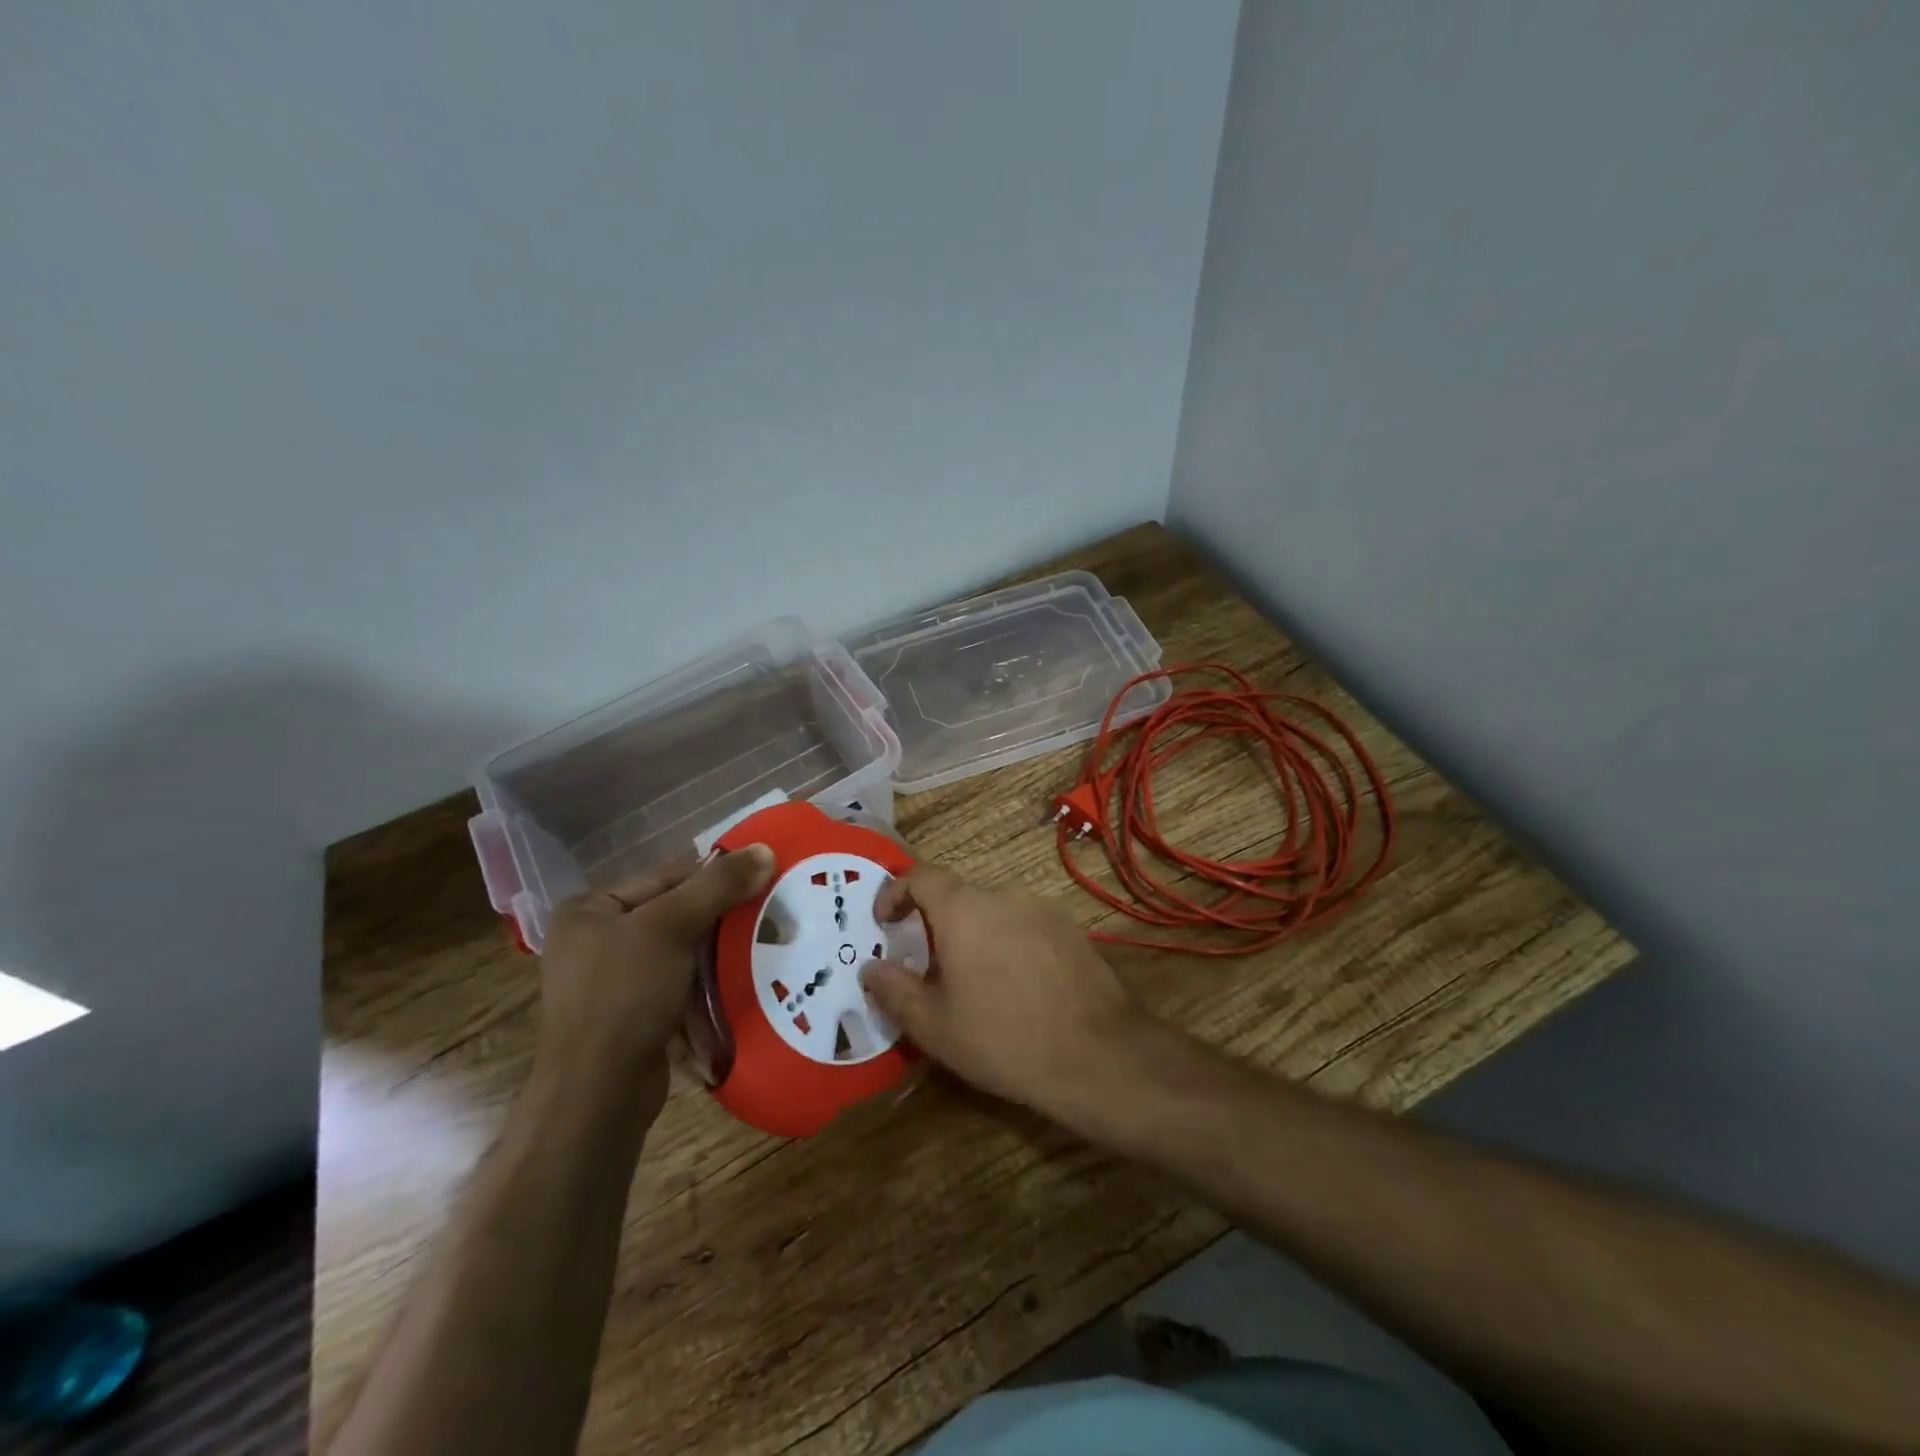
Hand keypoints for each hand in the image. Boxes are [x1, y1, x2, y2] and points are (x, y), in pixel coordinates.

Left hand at [538, 845, 774, 1113]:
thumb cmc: (625, 995)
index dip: (715, 876)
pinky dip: (707, 983)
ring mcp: (612, 981)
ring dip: (719, 952)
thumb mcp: (672, 927)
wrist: (599, 1094)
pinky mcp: (631, 1015)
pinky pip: (678, 984)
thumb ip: (718, 886)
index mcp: (590, 910)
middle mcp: (594, 940)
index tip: (762, 878)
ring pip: (681, 951)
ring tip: (764, 944)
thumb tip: (765, 850)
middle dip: (721, 917)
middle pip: (674, 913)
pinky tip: (740, 981)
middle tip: (770, 913)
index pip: (665, 876)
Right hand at [860, 863, 1151, 1119]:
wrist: (1098, 1054)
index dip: (895, 893)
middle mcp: (1004, 895)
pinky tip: (1016, 985)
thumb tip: (870, 968)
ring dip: (975, 935)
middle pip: (959, 895)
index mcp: (964, 908)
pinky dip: (1009, 943)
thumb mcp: (935, 1025)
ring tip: (974, 981)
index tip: (885, 923)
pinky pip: (1026, 925)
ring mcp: (1044, 909)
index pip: (921, 876)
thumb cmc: (1003, 1038)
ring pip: (994, 911)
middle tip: (928, 966)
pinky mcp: (1071, 929)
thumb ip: (895, 990)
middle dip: (936, 923)